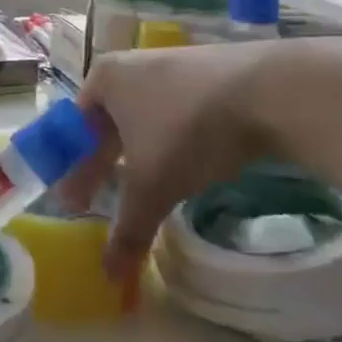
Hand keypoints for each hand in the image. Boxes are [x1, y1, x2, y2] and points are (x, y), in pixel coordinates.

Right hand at [64, 41, 291, 280]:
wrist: (269, 91)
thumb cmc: (188, 130)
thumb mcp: (152, 186)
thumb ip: (128, 229)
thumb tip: (108, 275)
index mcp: (104, 79)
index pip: (74, 129)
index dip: (72, 170)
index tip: (73, 203)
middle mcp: (131, 66)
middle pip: (107, 124)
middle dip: (102, 165)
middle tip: (97, 202)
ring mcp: (172, 65)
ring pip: (142, 119)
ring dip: (137, 155)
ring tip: (141, 188)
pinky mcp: (208, 74)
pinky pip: (174, 113)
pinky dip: (169, 143)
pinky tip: (183, 166)